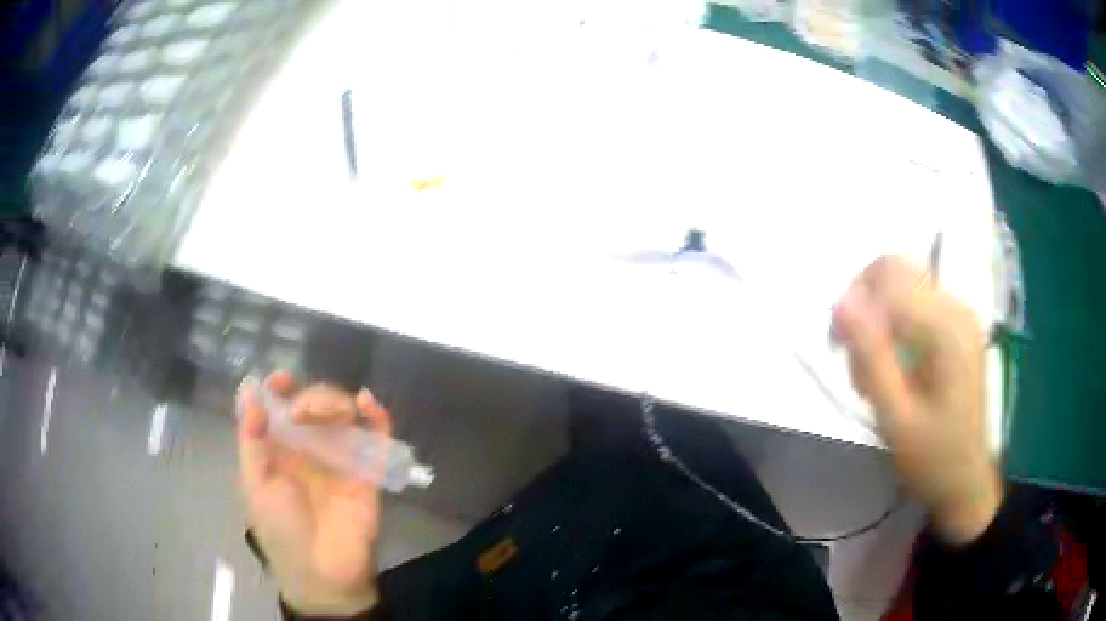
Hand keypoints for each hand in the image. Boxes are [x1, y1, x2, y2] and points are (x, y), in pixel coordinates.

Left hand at [237, 371, 391, 614]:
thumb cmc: (281, 531)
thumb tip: (249, 392)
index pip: (281, 408)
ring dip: (335, 402)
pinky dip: (378, 415)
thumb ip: (252, 440)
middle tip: (302, 414)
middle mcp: (310, 449)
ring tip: (325, 415)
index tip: (282, 380)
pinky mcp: (370, 472)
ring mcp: (341, 459)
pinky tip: (367, 402)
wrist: (323, 572)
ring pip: (344, 414)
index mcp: (280, 451)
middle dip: (310, 397)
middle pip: (314, 405)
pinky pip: (378, 437)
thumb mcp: (256, 486)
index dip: (280, 388)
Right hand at [833, 256, 1001, 544]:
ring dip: (878, 315)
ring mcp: (959, 313)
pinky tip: (892, 364)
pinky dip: (893, 323)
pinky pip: (915, 301)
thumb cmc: (932, 457)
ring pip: (902, 283)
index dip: (856, 300)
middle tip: (853, 353)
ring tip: (873, 369)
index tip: (840, 347)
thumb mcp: (896, 417)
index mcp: (947, 328)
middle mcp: (957, 307)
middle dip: (865, 302)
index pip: (890, 276)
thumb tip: (841, 302)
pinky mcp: (957, 324)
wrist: (966, 479)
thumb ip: (872, 357)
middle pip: (897, 269)